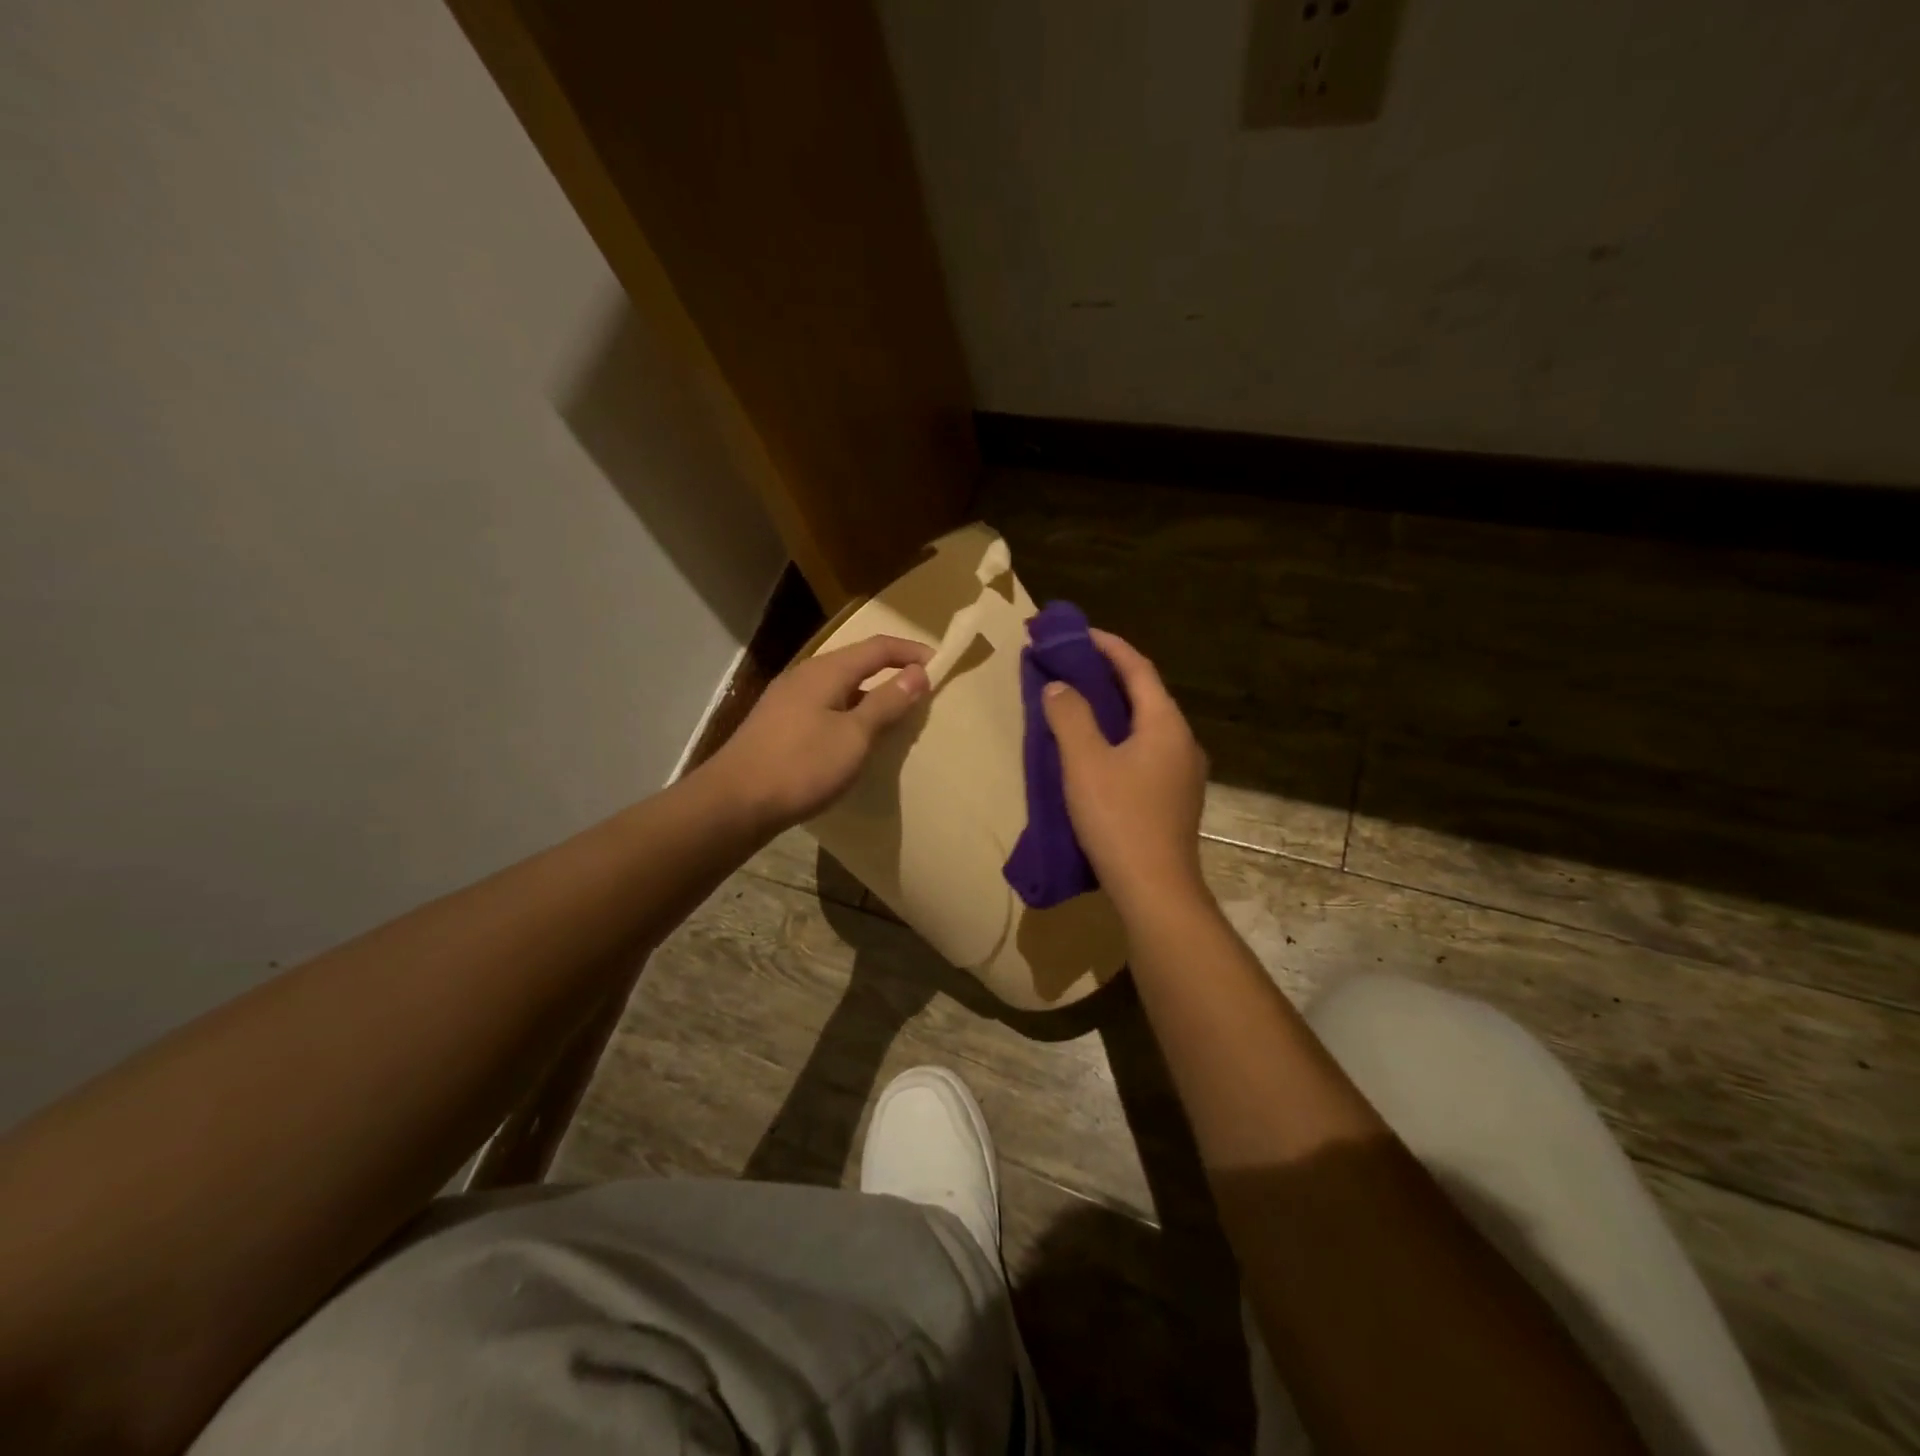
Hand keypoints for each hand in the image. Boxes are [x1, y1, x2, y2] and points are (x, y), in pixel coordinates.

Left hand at [704, 634, 931, 837]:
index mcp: (826, 671)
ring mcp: (787, 700)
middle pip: (857, 664)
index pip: (878, 647)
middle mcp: (805, 676)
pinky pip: (825, 708)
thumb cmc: (801, 766)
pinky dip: (849, 715)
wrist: (734, 803)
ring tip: (895, 720)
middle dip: (892, 674)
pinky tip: (854, 740)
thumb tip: (918, 672)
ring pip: (840, 688)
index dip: (911, 652)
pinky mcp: (778, 725)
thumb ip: (887, 703)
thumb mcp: (854, 736)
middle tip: (922, 695)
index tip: (941, 665)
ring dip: (870, 697)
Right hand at [1042, 630, 1209, 915]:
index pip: (1138, 668)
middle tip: (1072, 666)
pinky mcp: (1174, 799)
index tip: (1077, 633)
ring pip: (1146, 725)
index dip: (1108, 646)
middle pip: (1145, 694)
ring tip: (1079, 704)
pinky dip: (1120, 737)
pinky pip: (1146, 751)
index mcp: (1165, 724)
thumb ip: (1069, 716)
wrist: (1155, 890)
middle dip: (1109, 675)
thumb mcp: (1085, 762)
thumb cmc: (1119, 819)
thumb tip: (1058, 687)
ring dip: (1114, 708)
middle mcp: (1182, 742)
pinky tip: (1097, 752)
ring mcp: (1183, 773)